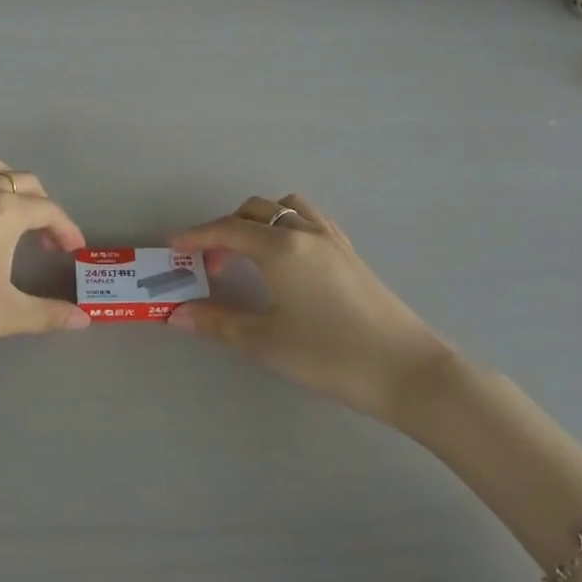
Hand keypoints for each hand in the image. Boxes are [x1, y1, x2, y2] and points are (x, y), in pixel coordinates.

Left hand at [0, 158, 88, 357]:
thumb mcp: (1, 314)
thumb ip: (47, 315)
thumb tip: (85, 320)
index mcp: (6, 208)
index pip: (50, 210)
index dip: (67, 230)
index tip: (74, 251)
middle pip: (26, 183)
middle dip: (44, 209)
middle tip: (47, 243)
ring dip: (14, 190)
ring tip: (14, 222)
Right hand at [168, 194, 457, 427]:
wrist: (409, 372)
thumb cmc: (331, 355)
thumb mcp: (266, 342)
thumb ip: (218, 323)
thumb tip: (176, 314)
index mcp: (280, 248)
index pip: (227, 229)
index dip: (196, 236)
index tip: (172, 246)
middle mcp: (304, 232)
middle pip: (255, 212)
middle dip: (224, 230)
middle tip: (210, 264)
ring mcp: (332, 240)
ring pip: (286, 209)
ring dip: (259, 221)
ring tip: (247, 254)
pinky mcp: (351, 253)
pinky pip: (310, 220)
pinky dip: (287, 225)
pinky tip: (286, 259)